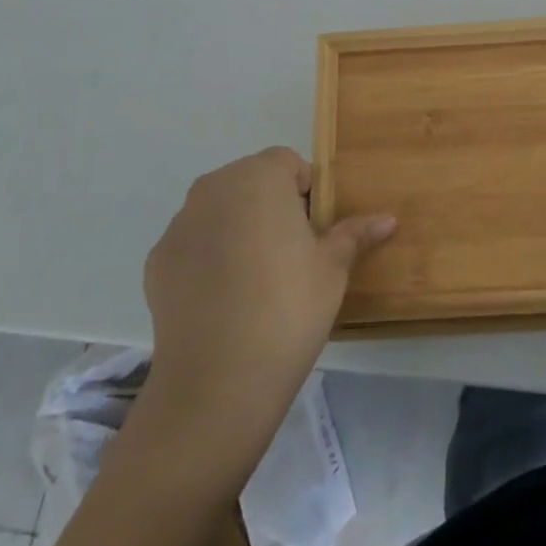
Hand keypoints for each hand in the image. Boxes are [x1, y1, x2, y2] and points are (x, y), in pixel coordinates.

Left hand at [129, 147, 394, 464]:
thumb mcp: (333, 268)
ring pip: (220, 212)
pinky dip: (210, 258)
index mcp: (259, 177)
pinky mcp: (157, 261)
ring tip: (258, 279)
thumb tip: (388, 218)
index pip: (288, 163)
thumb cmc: (288, 308)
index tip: (316, 231)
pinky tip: (225, 300)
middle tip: (293, 253)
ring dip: (239, 229)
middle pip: (251, 182)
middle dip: (272, 207)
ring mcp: (180, 224)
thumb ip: (355, 234)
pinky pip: (194, 245)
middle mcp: (214, 188)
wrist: (217, 382)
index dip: (307, 192)